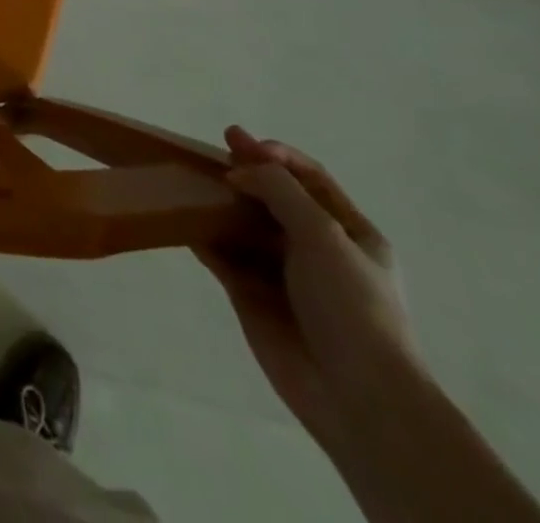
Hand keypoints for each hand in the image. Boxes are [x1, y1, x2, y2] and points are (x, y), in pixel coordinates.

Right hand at [197, 127, 420, 447]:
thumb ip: (278, 190)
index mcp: (350, 233)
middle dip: (242, 174)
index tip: (239, 142)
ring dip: (218, 202)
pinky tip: (181, 218)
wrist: (357, 396)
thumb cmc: (352, 305)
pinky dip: (202, 235)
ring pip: (243, 224)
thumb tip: (237, 173)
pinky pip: (222, 255)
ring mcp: (282, 273)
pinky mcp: (251, 295)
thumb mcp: (323, 234)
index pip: (309, 178)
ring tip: (186, 181)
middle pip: (272, 198)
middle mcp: (316, 249)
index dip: (276, 155)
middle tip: (205, 154)